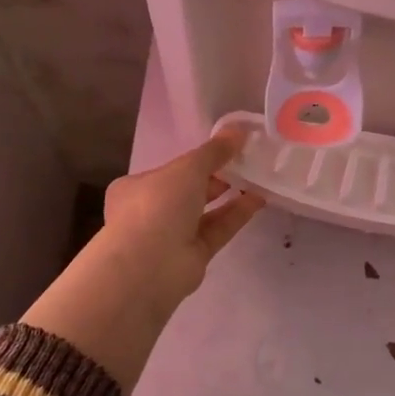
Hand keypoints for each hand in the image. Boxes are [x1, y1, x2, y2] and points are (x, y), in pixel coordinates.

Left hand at [22, 133, 263, 394]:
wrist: (150, 265)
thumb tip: (239, 130)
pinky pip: (217, 230)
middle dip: (216, 178)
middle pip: (188, 191)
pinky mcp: (192, 256)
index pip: (169, 170)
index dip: (196, 160)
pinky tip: (258, 200)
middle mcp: (150, 211)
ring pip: (205, 212)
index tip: (225, 150)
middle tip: (246, 163)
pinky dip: (235, 215)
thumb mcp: (188, 168)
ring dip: (230, 196)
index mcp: (136, 187)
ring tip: (258, 179)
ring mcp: (171, 236)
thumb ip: (214, 151)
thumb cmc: (158, 205)